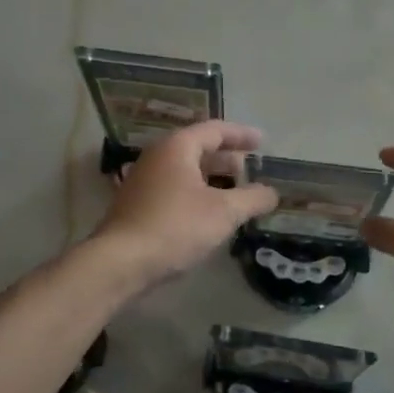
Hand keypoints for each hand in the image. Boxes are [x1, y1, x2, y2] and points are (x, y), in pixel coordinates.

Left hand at [91, 120, 278, 289]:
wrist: (121, 262)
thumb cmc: (176, 227)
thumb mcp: (224, 212)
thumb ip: (252, 199)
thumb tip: (272, 193)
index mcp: (177, 148)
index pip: (214, 130)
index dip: (241, 135)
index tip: (262, 142)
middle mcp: (157, 158)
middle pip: (198, 149)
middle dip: (226, 158)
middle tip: (250, 168)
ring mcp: (143, 182)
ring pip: (185, 172)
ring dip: (212, 179)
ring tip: (236, 193)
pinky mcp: (138, 207)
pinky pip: (175, 190)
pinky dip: (197, 194)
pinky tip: (210, 215)